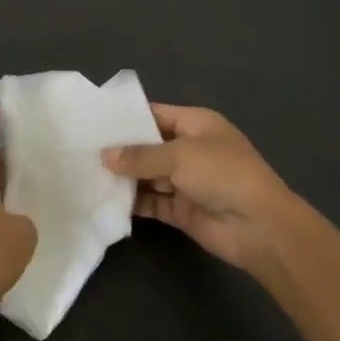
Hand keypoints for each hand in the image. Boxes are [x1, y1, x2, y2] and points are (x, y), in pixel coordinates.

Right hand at [102, 104, 301, 277]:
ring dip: (123, 177)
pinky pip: (152, 201)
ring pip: (148, 175)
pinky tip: (104, 201)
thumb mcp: (180, 156)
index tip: (93, 121)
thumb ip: (140, 156)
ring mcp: (186, 180)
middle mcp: (190, 149)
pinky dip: (132, 202)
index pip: (154, 114)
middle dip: (120, 150)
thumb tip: (105, 156)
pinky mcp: (181, 209)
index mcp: (196, 124)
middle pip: (148, 145)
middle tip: (80, 150)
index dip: (126, 117)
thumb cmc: (222, 174)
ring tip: (85, 175)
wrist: (259, 226)